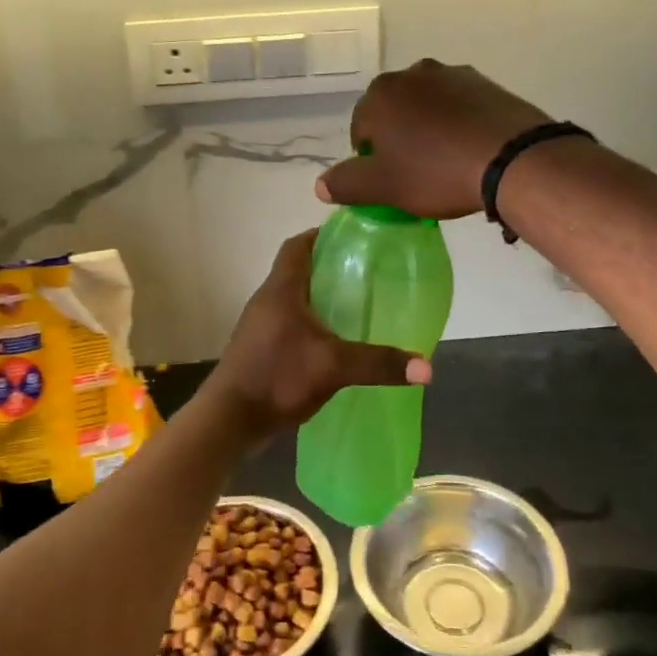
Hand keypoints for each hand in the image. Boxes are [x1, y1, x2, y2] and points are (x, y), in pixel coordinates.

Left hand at [202, 231, 430, 434]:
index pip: (297, 245)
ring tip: (355, 303)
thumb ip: (378, 363)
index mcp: (280, 290)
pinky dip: (311, 322)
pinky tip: (333, 341)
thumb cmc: (276, 378)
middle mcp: (267, 300)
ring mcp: (260, 325)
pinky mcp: (260, 348)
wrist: (229, 419)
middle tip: (364, 271)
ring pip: (293, 298)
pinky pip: (289, 322)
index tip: (351, 237)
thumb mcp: (333, 367)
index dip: (321, 235)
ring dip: (319, 296)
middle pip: (296, 269)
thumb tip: (427, 368)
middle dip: (328, 266)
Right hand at [318, 60, 548, 218]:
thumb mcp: (384, 187)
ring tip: (446, 163)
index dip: (370, 158)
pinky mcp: (487, 84)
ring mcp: (453, 75)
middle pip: (394, 112)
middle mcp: (413, 74)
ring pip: (428, 107)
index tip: (389, 181)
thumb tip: (320, 185)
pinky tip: (470, 151)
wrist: (512, 158)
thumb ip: (346, 183)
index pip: (361, 127)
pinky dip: (458, 125)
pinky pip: (460, 107)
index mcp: (381, 94)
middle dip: (399, 138)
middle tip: (415, 173)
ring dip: (428, 129)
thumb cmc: (436, 171)